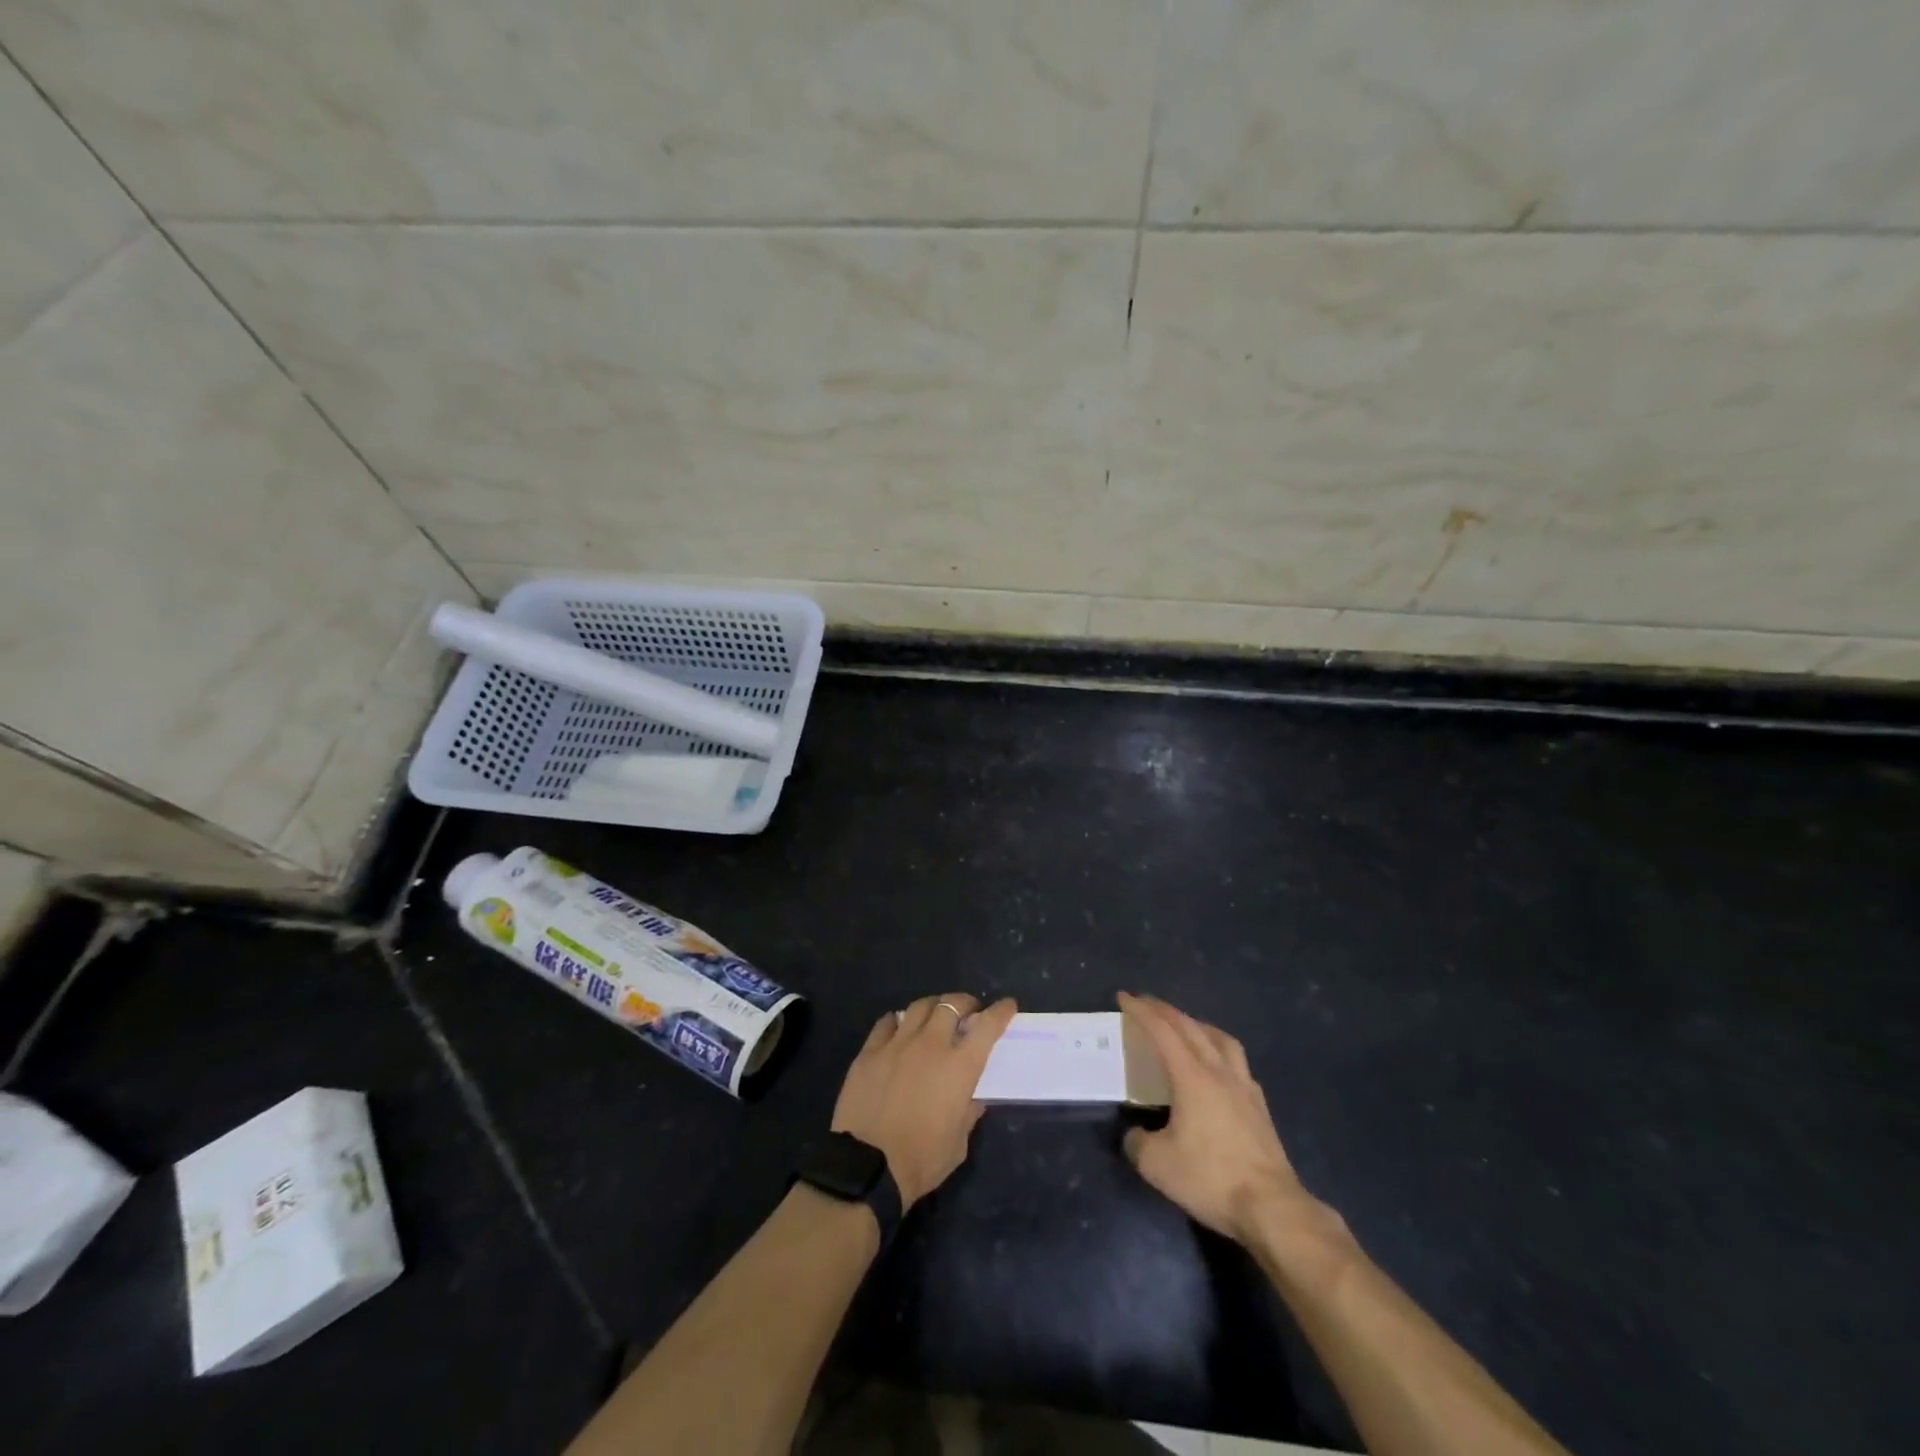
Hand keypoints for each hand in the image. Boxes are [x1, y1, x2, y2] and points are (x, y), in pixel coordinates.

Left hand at [832, 993, 1017, 1208]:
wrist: (868, 1167)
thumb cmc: (922, 1160)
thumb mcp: (958, 1143)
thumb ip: (968, 1113)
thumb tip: (972, 1098)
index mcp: (959, 1067)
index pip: (987, 1026)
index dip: (1000, 1011)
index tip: (1007, 1006)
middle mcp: (931, 1045)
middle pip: (951, 1004)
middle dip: (965, 1002)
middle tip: (968, 1011)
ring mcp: (897, 1044)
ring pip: (919, 1006)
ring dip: (933, 1006)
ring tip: (935, 1015)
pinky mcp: (870, 1051)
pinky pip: (887, 1022)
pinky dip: (898, 1021)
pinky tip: (899, 1028)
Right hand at [1119, 992, 1318, 1244]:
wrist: (1272, 1208)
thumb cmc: (1211, 1179)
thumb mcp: (1157, 1165)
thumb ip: (1137, 1143)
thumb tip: (1135, 1134)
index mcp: (1191, 1076)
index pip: (1162, 1031)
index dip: (1141, 1011)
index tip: (1124, 997)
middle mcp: (1219, 1072)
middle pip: (1190, 1027)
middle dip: (1165, 1010)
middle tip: (1145, 1003)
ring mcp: (1244, 1087)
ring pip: (1221, 1039)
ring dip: (1197, 1024)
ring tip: (1185, 1026)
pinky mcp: (1260, 1107)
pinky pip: (1238, 1063)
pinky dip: (1221, 1051)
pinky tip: (1218, 1067)